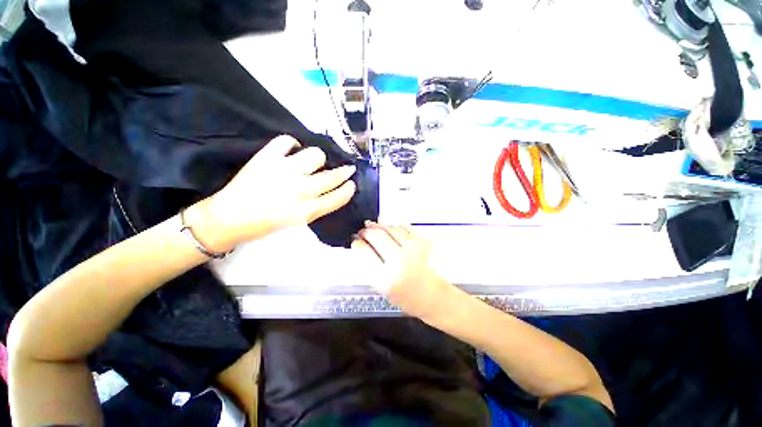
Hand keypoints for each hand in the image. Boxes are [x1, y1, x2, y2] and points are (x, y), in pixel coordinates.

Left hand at [188, 135, 356, 251]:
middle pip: (333, 176)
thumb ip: (317, 207)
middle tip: (347, 169)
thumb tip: (329, 190)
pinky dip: (291, 144)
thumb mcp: (298, 222)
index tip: (352, 184)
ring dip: (318, 159)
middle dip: (345, 172)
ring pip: (316, 155)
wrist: (230, 218)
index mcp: (307, 210)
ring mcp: (284, 171)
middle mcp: (300, 190)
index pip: (338, 197)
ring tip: (313, 162)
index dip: (348, 190)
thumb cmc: (266, 225)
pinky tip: (292, 150)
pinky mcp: (267, 158)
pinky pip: (286, 141)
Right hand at [351, 222, 450, 318]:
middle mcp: (399, 261)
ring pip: (390, 229)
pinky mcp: (423, 243)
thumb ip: (371, 267)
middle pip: (376, 236)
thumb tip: (362, 245)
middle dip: (367, 231)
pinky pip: (405, 228)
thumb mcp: (383, 288)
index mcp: (385, 278)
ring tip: (376, 227)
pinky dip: (397, 227)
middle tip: (364, 231)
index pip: (365, 252)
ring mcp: (413, 250)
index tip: (356, 240)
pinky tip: (392, 229)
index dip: (358, 243)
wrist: (434, 298)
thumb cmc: (406, 297)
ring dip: (380, 226)